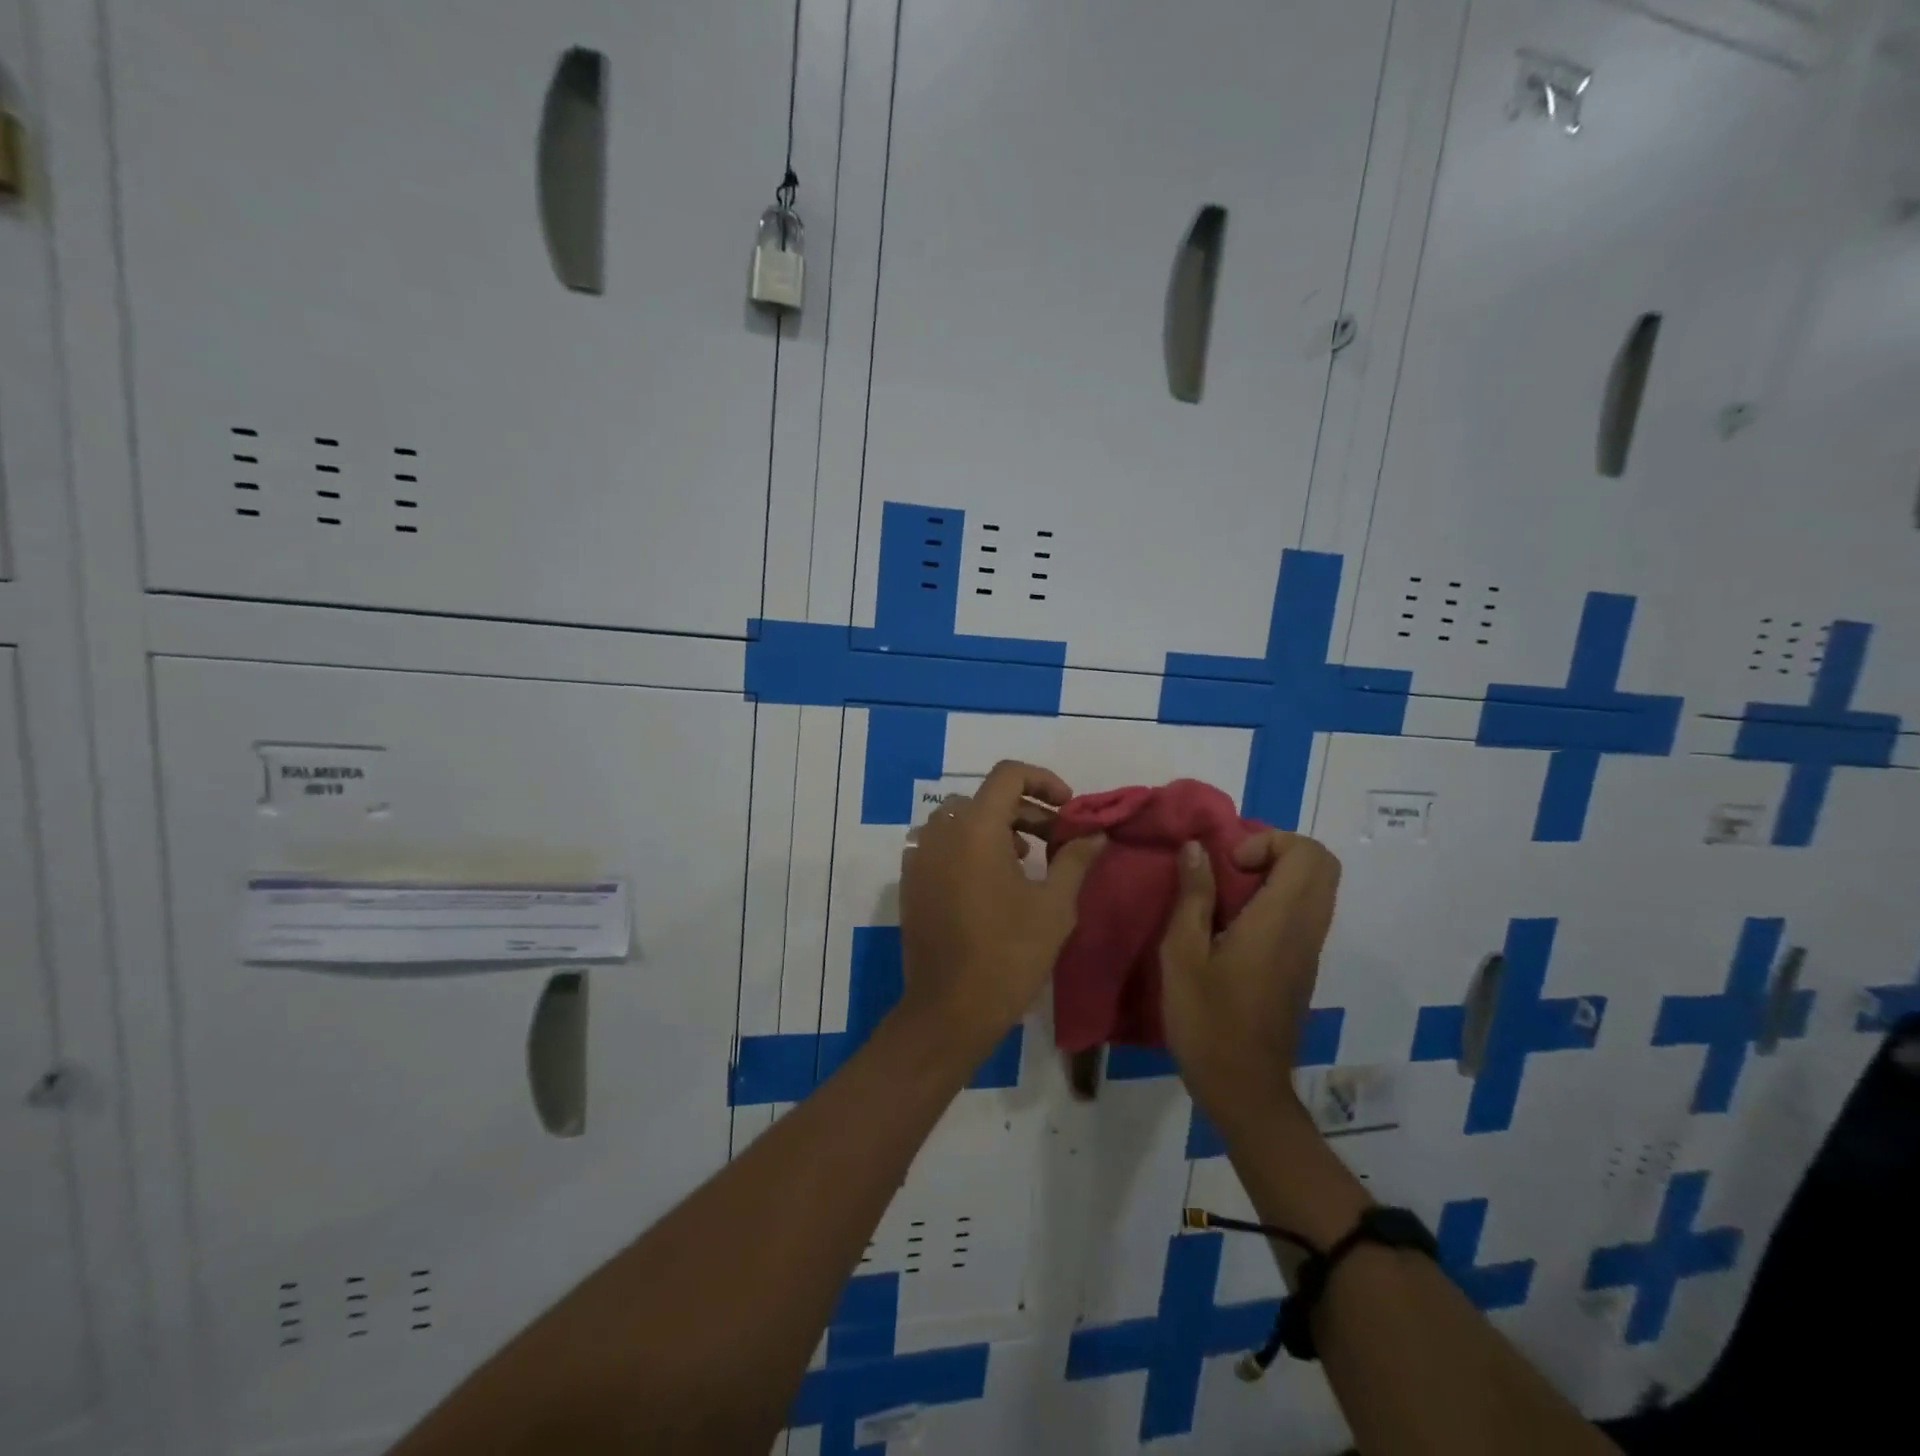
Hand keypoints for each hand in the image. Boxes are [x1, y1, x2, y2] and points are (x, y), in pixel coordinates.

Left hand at [897, 760, 1106, 1055]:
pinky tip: (992, 881)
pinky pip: (943, 844)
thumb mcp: (1054, 906)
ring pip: (963, 819)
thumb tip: (1095, 832)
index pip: (1008, 774)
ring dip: (998, 827)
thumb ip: (1075, 859)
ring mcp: (920, 855)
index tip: (1068, 807)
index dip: (1043, 780)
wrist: (949, 1009)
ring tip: (1027, 860)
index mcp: (975, 828)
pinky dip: (970, 846)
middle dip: (1026, 810)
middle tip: (1057, 839)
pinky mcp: (911, 880)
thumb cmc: (1009, 955)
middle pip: (986, 798)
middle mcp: (941, 831)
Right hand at [1158, 830, 1341, 1121]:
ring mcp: (1308, 951)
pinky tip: (1232, 925)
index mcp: (1280, 922)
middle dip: (1275, 850)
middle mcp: (1306, 930)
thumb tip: (1197, 847)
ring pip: (1315, 889)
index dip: (1268, 841)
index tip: (1229, 865)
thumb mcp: (1182, 954)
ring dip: (1275, 875)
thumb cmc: (1207, 1021)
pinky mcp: (1302, 967)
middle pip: (1321, 865)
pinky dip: (1275, 900)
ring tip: (1225, 895)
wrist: (1244, 1089)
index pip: (1308, 854)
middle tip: (1231, 869)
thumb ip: (1192, 896)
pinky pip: (1304, 913)